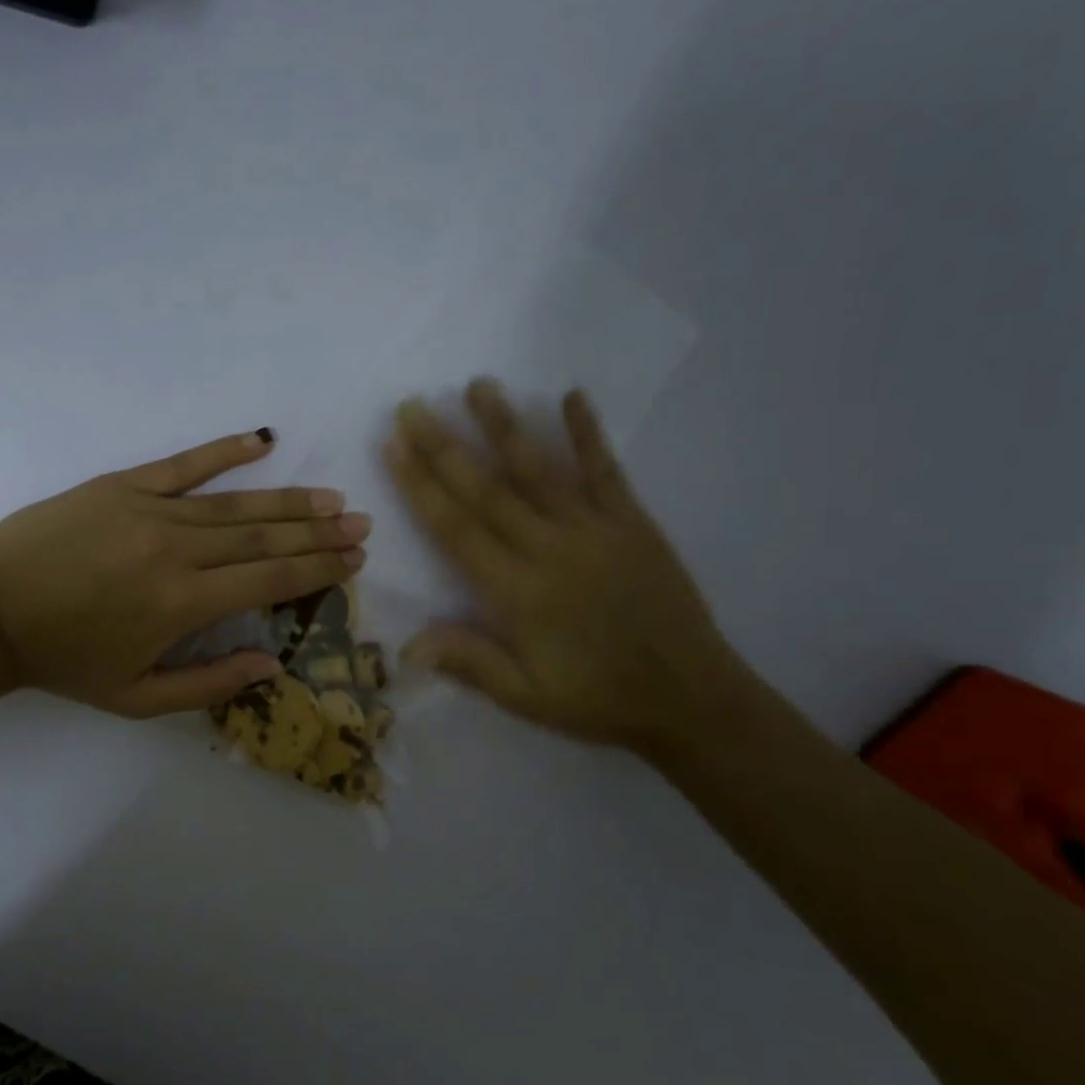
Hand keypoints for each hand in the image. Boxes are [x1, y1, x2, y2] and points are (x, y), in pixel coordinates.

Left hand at [0, 430, 368, 717]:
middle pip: (264, 539)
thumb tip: (272, 665)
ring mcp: (150, 511)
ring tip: (331, 499)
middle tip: (360, 524)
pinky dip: (225, 451)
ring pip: (236, 504)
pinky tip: (262, 440)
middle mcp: (177, 552)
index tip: (354, 559)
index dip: (318, 569)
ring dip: (289, 501)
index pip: (270, 580)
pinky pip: (184, 464)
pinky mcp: (123, 486)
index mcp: (183, 605)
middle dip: (318, 533)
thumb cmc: (64, 661)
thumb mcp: (136, 698)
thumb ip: (209, 684)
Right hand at [385, 381, 754, 757]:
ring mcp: (595, 530)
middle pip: (487, 490)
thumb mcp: (526, 697)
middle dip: (444, 446)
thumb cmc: (598, 699)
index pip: (456, 529)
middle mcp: (551, 550)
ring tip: (478, 385)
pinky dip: (588, 433)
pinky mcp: (633, 523)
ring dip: (505, 425)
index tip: (393, 445)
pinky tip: (572, 396)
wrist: (691, 698)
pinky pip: (606, 471)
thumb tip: (406, 644)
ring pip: (540, 469)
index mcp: (518, 593)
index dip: (420, 485)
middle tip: (413, 406)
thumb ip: (469, 663)